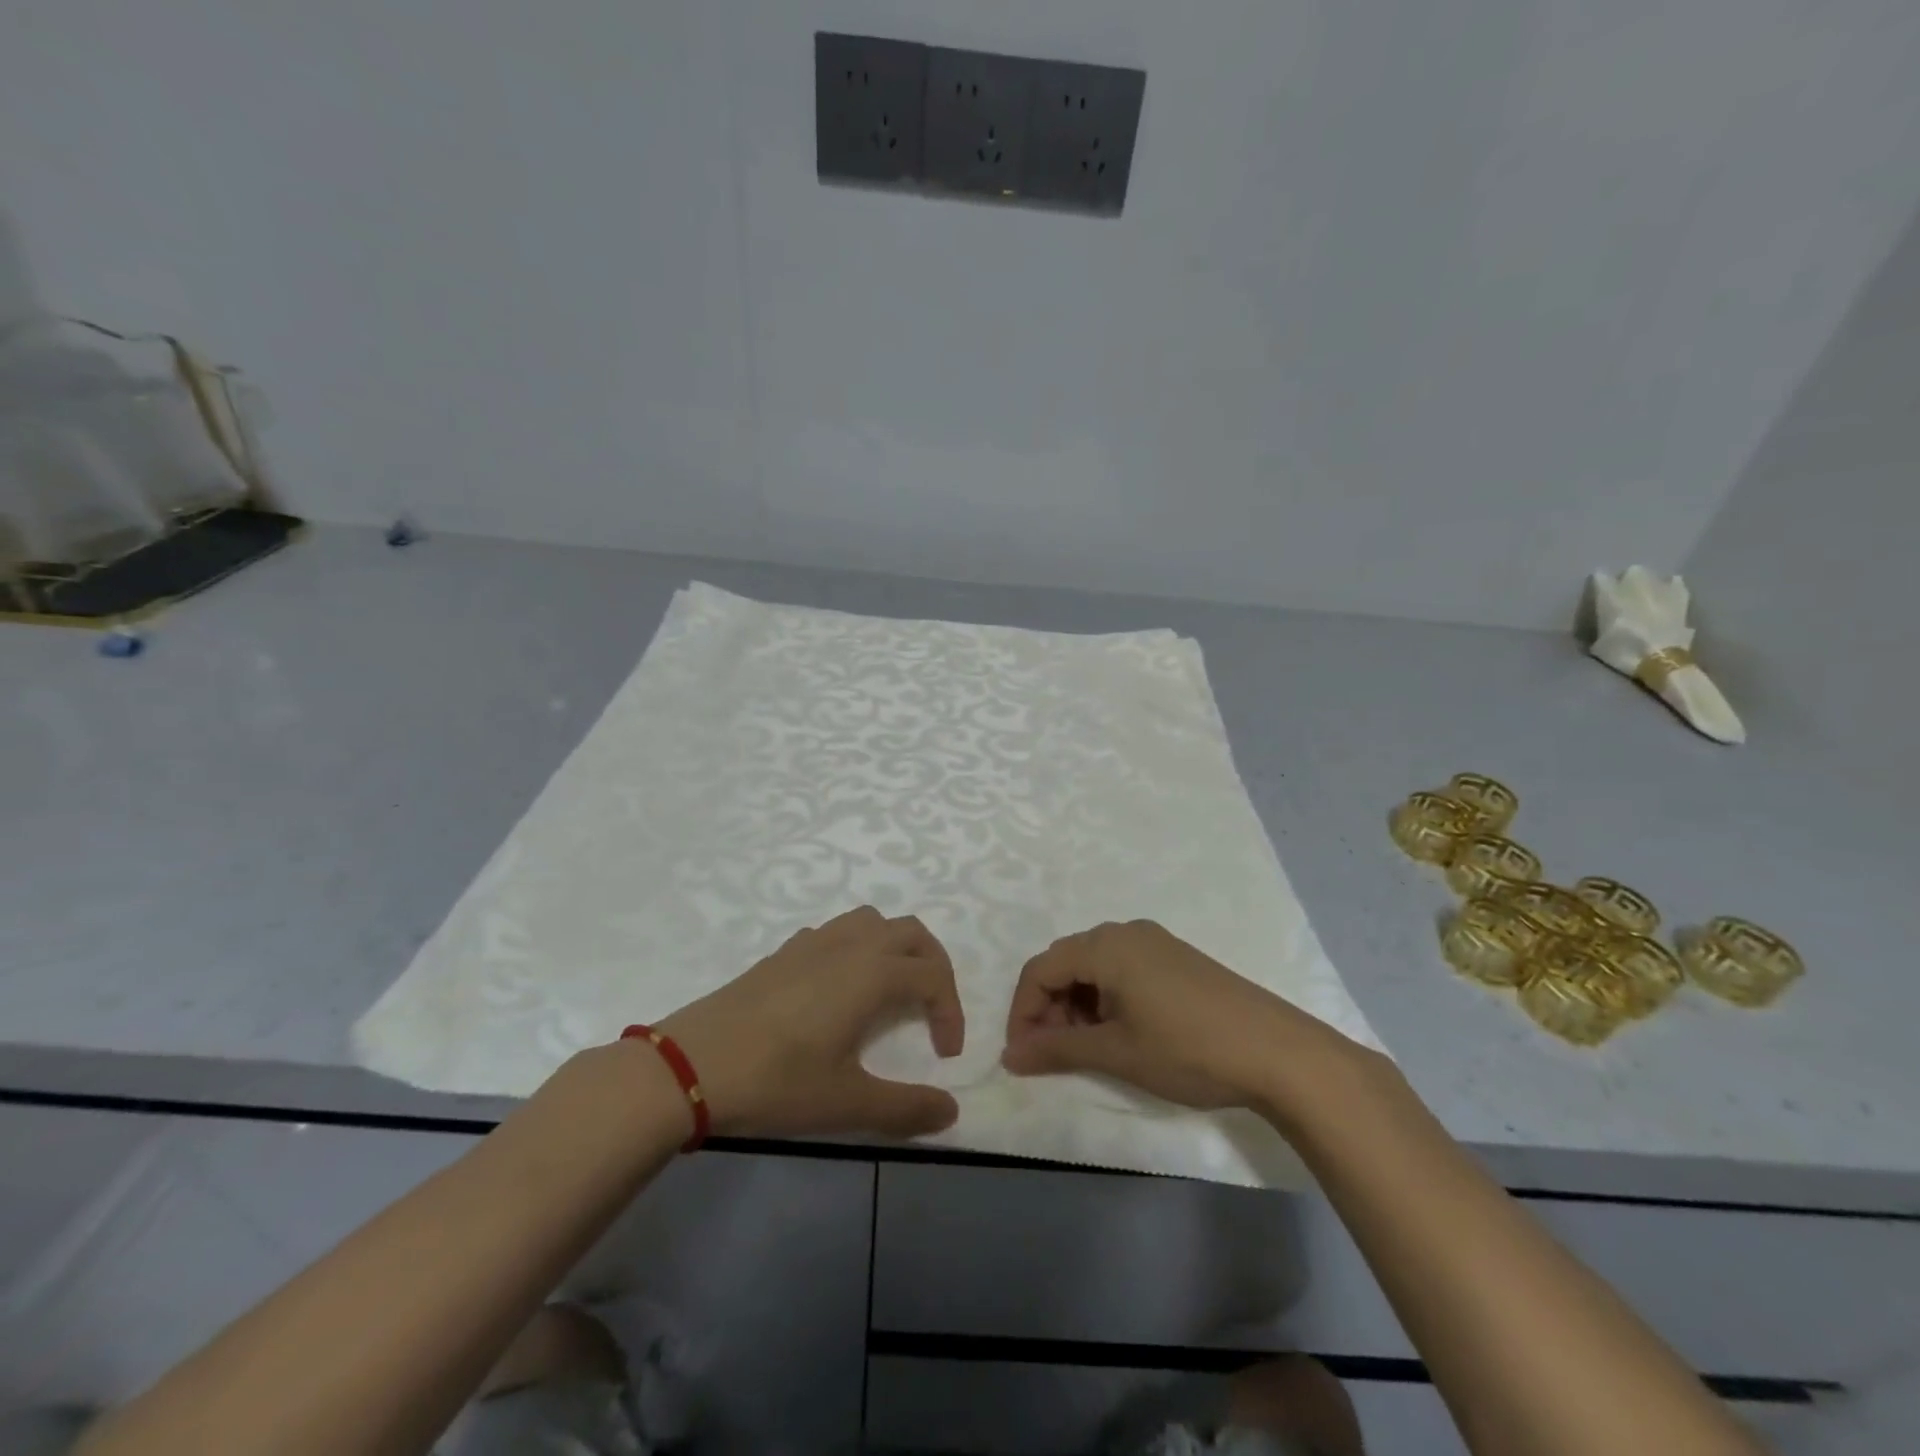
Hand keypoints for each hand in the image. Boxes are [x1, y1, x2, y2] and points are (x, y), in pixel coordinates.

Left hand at [659, 906, 964, 1138]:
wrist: (690, 1066)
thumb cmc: (777, 1082)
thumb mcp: (847, 1103)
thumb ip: (906, 1108)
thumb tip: (951, 1110)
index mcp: (872, 972)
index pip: (933, 976)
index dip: (951, 1012)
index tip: (945, 1056)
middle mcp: (849, 945)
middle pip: (911, 933)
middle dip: (933, 966)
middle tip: (932, 1009)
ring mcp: (812, 943)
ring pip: (871, 922)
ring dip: (894, 948)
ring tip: (891, 991)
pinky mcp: (782, 953)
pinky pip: (835, 932)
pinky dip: (855, 948)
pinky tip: (838, 989)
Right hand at [1001, 919, 1349, 1111]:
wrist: (1278, 1052)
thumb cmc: (1187, 1049)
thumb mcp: (1116, 1052)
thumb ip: (1057, 1050)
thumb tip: (1010, 1056)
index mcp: (1105, 945)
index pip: (1040, 969)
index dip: (1023, 1012)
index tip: (1023, 1055)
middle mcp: (1125, 931)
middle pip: (1065, 963)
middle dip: (1050, 1008)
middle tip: (1054, 1054)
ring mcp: (1154, 942)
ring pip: (1094, 966)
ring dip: (1078, 1005)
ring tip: (1089, 1048)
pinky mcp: (1175, 958)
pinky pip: (1122, 968)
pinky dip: (1107, 998)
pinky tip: (1122, 1031)